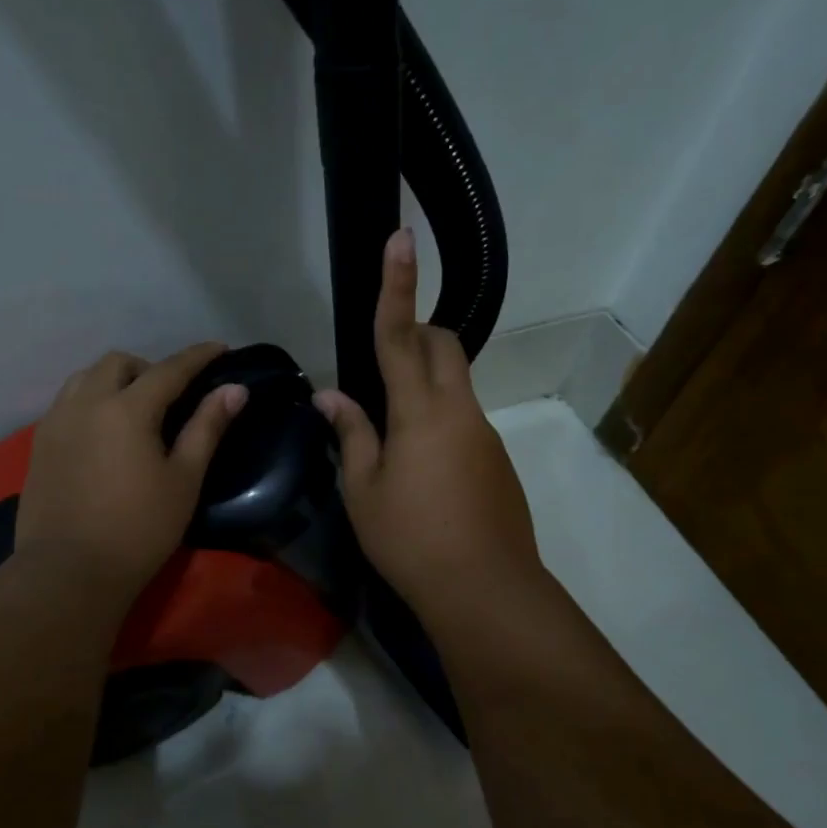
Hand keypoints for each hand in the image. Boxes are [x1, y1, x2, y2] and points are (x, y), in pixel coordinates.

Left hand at [17, 343, 246, 598]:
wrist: (68, 573)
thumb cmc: (138, 529)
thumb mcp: (183, 479)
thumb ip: (207, 427)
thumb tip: (234, 390)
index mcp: (126, 409)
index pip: (169, 369)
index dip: (197, 357)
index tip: (220, 348)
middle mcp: (86, 403)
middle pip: (119, 363)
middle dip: (149, 368)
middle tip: (171, 396)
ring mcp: (56, 422)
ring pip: (86, 377)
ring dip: (114, 380)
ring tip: (134, 409)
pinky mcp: (39, 444)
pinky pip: (67, 402)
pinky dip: (90, 399)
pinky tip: (102, 431)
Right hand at [314, 230, 542, 614]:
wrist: (485, 590)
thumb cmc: (411, 539)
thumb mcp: (363, 491)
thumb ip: (351, 434)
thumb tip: (330, 395)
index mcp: (420, 411)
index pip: (400, 334)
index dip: (397, 285)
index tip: (401, 238)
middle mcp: (459, 409)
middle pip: (442, 344)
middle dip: (415, 332)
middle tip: (380, 363)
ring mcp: (484, 432)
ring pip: (454, 381)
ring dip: (423, 381)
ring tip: (390, 434)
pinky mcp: (496, 457)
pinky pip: (463, 416)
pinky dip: (437, 418)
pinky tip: (419, 468)